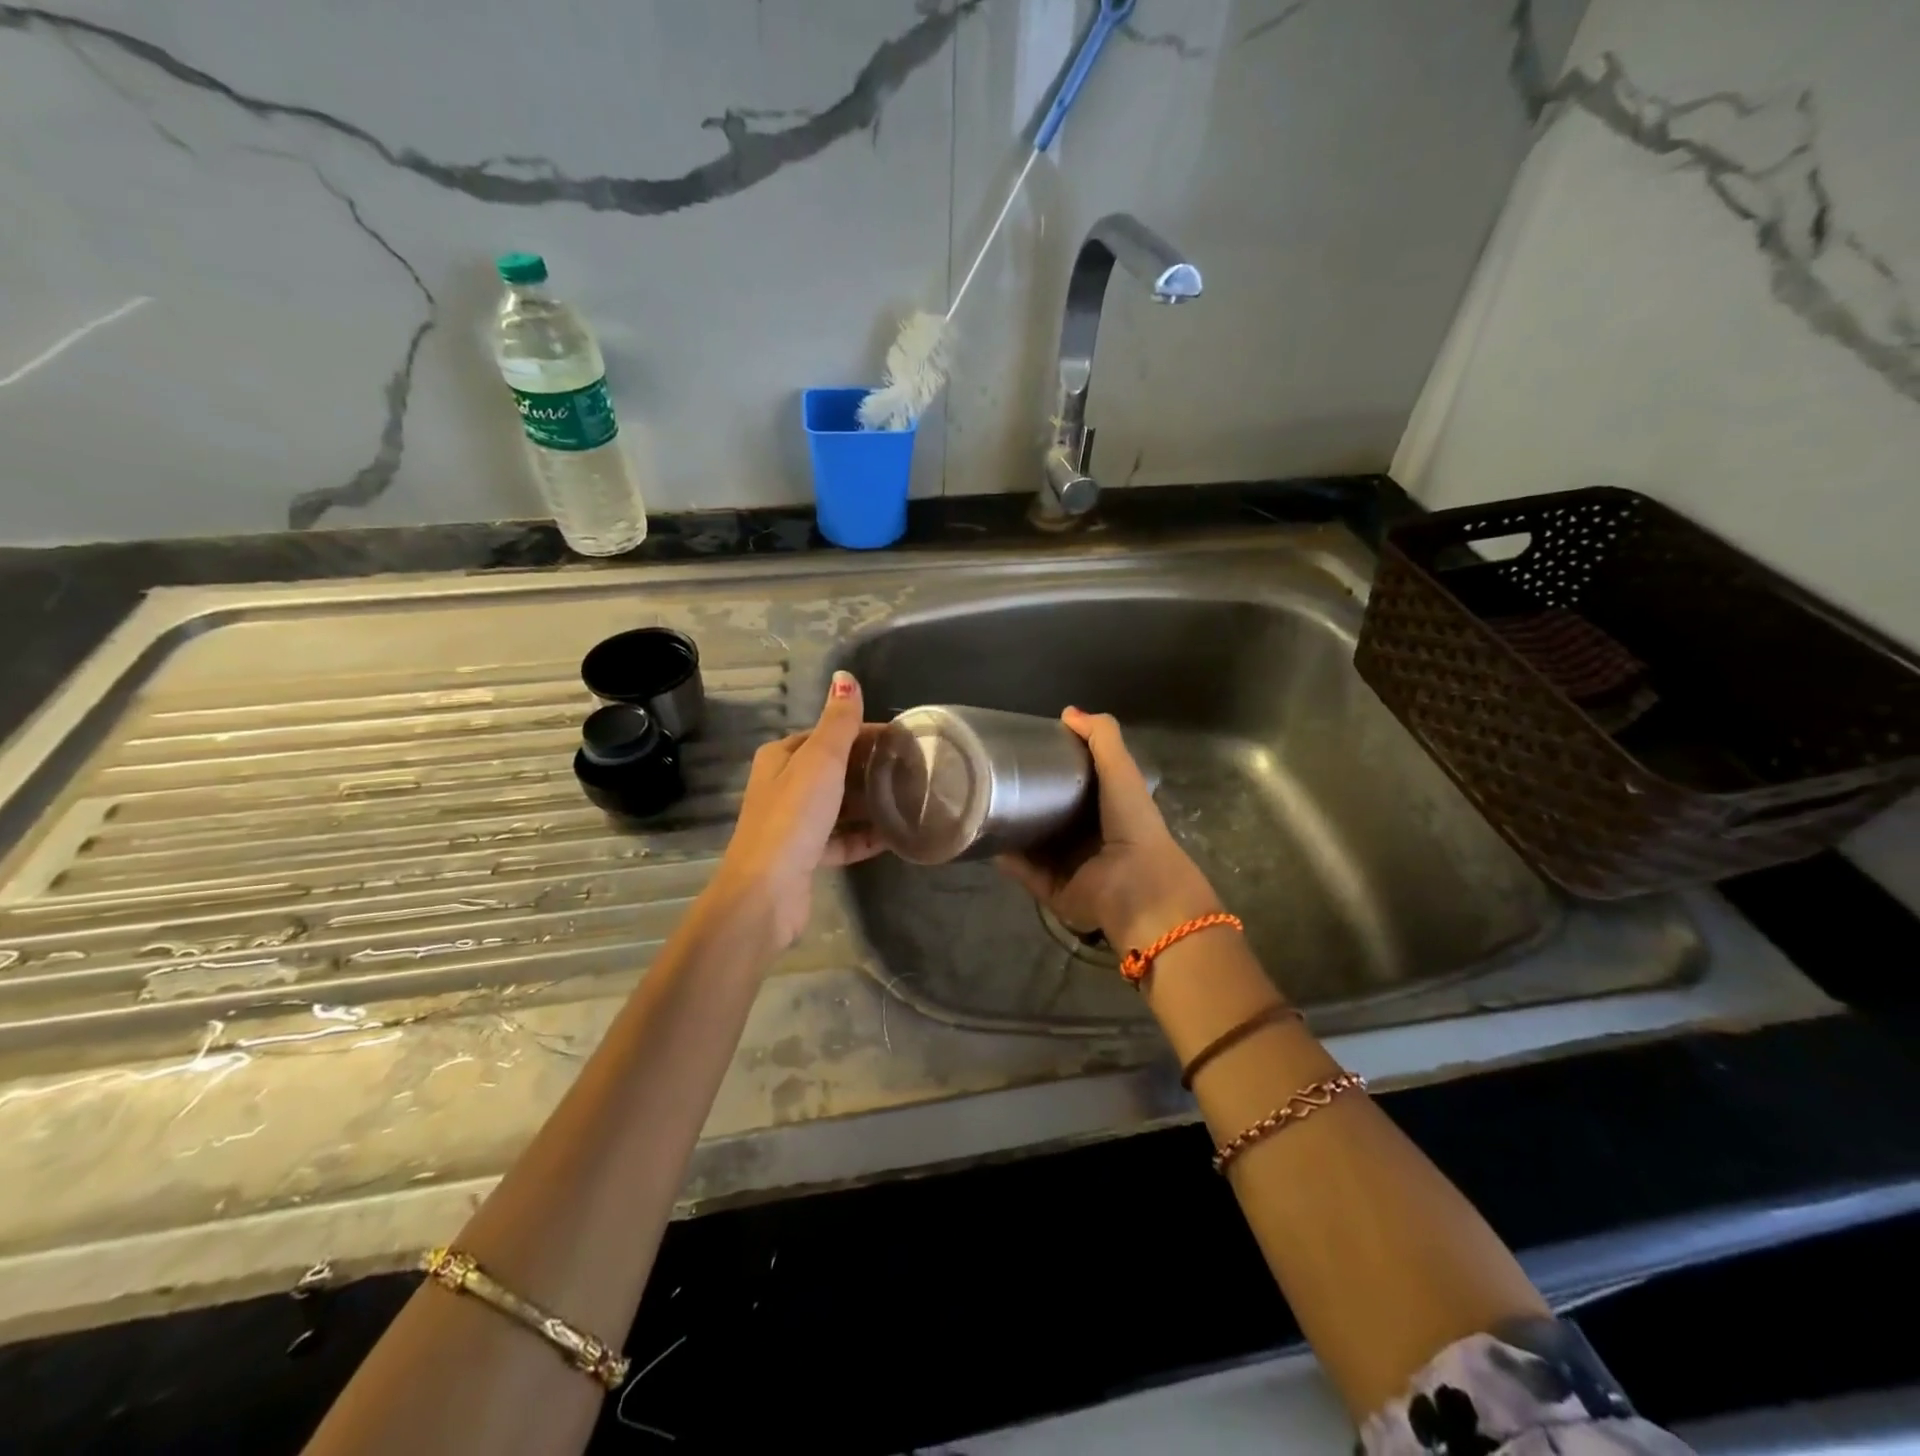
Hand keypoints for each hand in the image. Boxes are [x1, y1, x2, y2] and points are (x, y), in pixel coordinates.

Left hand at [707, 669, 884, 950]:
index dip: (865, 734)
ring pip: (840, 805)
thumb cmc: (793, 817)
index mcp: (782, 757)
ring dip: (870, 803)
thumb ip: (838, 722)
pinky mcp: (806, 856)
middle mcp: (785, 786)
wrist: (766, 892)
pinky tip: (895, 836)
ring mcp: (795, 824)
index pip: (829, 735)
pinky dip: (865, 836)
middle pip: (836, 769)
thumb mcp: (821, 760)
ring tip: (910, 800)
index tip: (904, 741)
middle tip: (914, 771)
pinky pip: (842, 839)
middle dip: (871, 768)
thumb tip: (845, 676)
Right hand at [998, 708, 1220, 950]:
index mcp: (1106, 811)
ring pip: (1033, 846)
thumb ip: (1102, 738)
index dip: (1051, 770)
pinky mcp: (1054, 891)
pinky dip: (1009, 861)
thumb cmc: (1132, 824)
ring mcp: (1070, 867)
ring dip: (1012, 831)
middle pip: (1050, 816)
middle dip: (1026, 801)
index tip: (1023, 752)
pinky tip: (988, 843)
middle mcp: (1087, 839)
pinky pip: (1025, 873)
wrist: (1136, 885)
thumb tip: (1067, 712)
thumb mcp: (1121, 771)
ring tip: (983, 809)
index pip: (1074, 788)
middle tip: (995, 780)